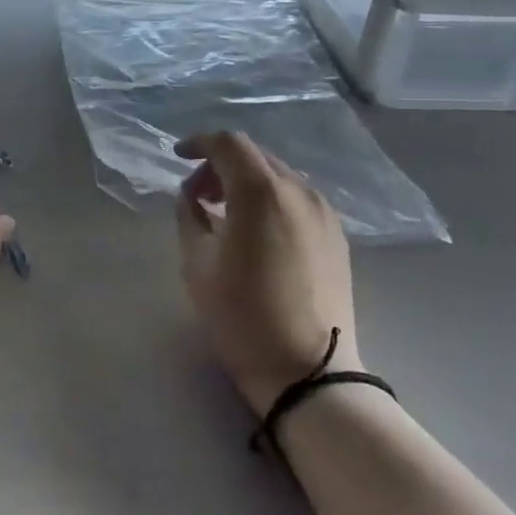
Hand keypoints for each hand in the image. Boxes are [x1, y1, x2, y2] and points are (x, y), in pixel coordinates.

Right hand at [175, 131, 359, 414]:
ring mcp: (324, 213)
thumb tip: (192, 196)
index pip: (229, 144)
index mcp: (261, 192)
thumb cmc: (242, 316)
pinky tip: (257, 230)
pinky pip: (298, 198)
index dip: (199, 143)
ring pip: (279, 175)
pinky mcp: (337, 236)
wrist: (307, 371)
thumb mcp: (197, 264)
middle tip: (197, 195)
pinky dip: (271, 198)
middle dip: (221, 165)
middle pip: (255, 156)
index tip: (178, 157)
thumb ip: (189, 217)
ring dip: (247, 181)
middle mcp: (299, 191)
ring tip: (225, 213)